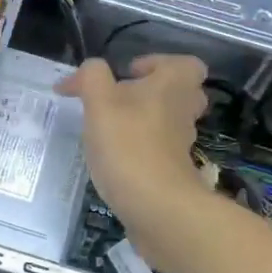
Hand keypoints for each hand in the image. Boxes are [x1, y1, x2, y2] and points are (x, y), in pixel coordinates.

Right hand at [57, 55, 211, 259]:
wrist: (157, 208)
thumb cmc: (128, 146)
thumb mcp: (100, 103)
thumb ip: (91, 78)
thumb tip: (85, 72)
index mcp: (173, 86)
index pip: (186, 64)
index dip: (159, 63)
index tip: (128, 74)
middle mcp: (183, 112)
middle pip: (181, 94)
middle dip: (153, 93)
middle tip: (121, 100)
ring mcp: (181, 146)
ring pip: (169, 123)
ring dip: (144, 122)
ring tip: (110, 129)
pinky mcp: (172, 174)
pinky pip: (159, 152)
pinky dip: (141, 151)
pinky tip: (113, 159)